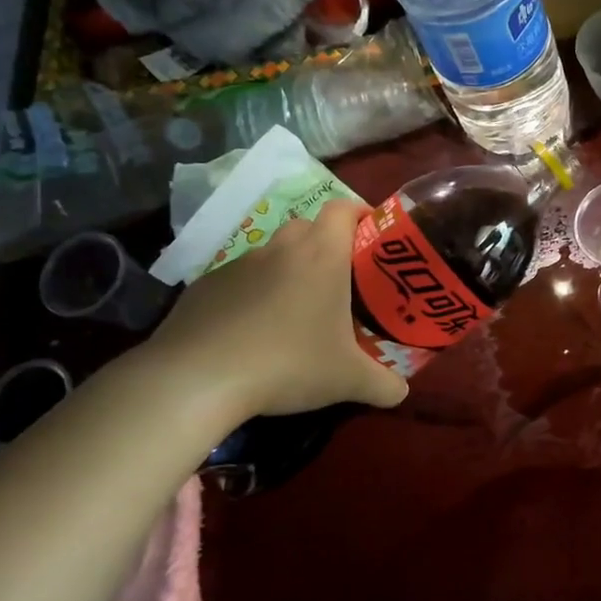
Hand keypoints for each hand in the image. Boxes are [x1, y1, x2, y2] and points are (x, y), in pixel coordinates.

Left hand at [141, 200, 407, 427]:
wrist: (198, 378)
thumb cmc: (289, 364)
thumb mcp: (348, 381)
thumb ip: (384, 384)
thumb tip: (402, 392)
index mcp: (321, 255)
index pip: (344, 209)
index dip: (360, 213)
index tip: (372, 233)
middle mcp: (281, 249)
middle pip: (308, 226)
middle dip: (326, 243)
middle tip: (341, 278)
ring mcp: (238, 264)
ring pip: (273, 253)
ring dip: (288, 270)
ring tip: (297, 309)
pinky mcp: (205, 286)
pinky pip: (240, 280)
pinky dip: (253, 294)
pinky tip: (254, 331)